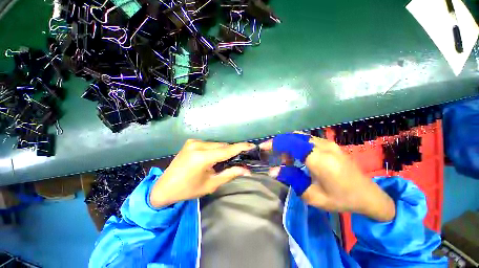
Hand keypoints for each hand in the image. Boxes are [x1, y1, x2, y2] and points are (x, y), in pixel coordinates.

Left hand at [149, 139, 254, 207]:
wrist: (164, 187)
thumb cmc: (188, 190)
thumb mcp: (211, 184)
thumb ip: (229, 174)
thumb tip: (246, 170)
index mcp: (201, 157)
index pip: (226, 150)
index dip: (241, 147)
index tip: (252, 145)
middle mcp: (197, 145)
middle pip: (222, 146)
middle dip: (232, 151)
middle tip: (241, 157)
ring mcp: (193, 142)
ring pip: (216, 144)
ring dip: (224, 150)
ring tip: (228, 159)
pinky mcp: (191, 142)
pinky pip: (210, 144)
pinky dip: (216, 149)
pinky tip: (216, 157)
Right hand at [262, 133, 395, 221]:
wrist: (368, 195)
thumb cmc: (340, 199)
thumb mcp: (312, 195)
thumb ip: (291, 179)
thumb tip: (272, 171)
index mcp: (318, 158)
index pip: (290, 143)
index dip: (274, 143)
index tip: (263, 147)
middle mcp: (323, 146)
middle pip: (293, 137)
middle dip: (280, 144)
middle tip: (276, 158)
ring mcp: (328, 143)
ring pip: (300, 137)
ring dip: (289, 145)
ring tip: (288, 161)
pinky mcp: (330, 144)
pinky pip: (308, 140)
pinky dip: (297, 145)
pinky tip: (299, 157)